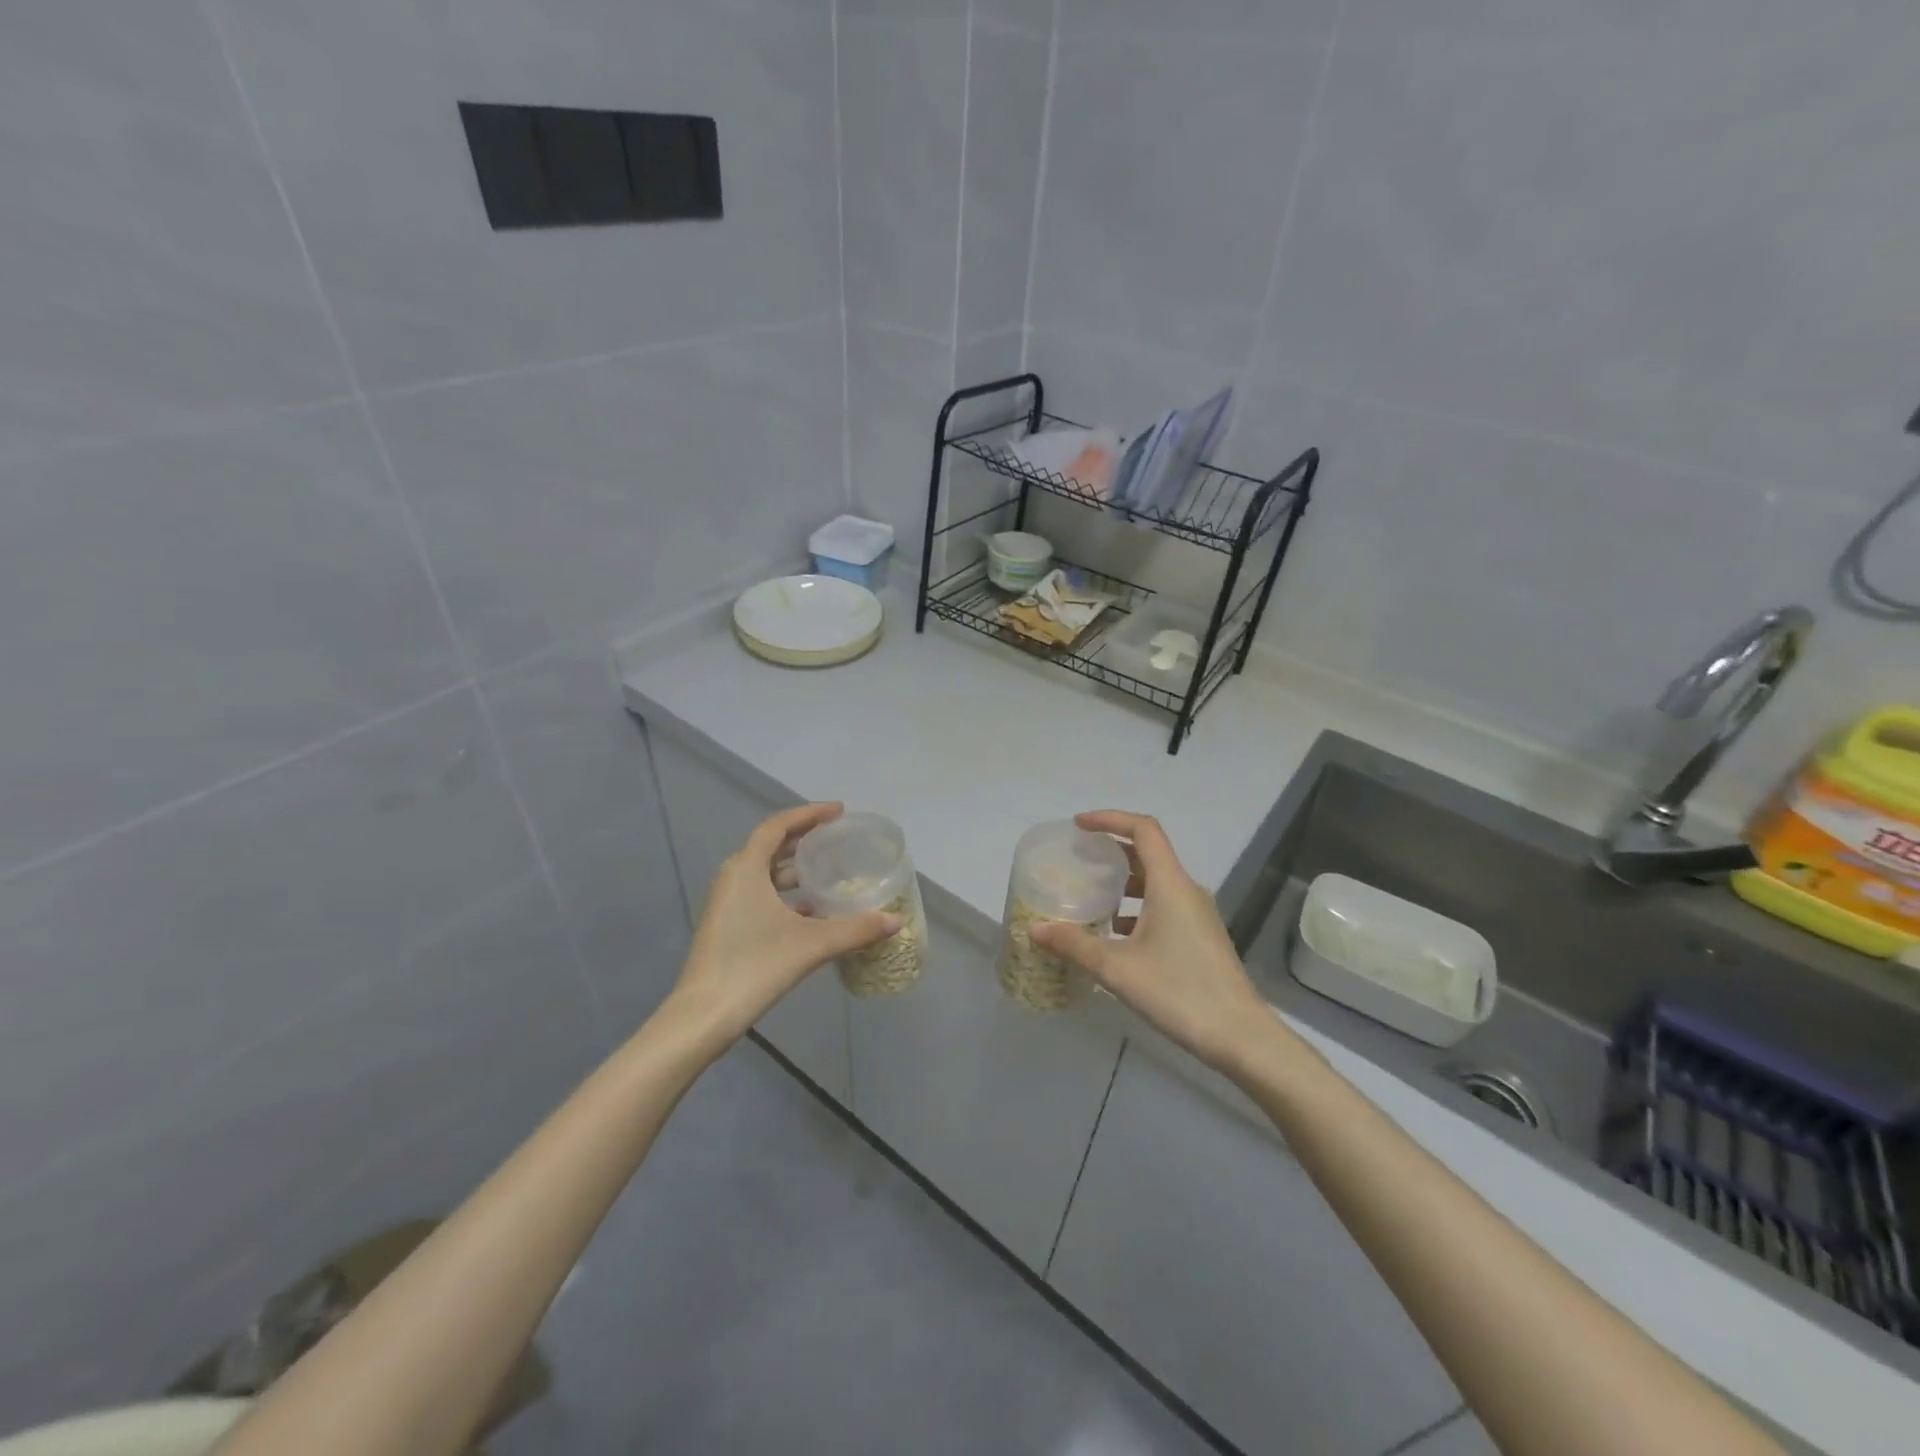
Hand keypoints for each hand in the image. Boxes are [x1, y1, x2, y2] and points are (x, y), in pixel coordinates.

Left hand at [670, 803, 897, 1044]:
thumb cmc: (755, 966)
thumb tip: (894, 921)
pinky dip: (785, 896)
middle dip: (804, 840)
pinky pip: (760, 896)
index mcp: (746, 868)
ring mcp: (727, 903)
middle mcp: (733, 878)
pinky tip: (812, 913)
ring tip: (829, 873)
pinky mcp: (727, 926)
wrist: (704, 1016)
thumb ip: (855, 930)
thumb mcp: (812, 944)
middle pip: (770, 846)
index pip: (777, 826)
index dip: (808, 814)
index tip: (838, 812)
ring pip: (765, 874)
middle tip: (837, 839)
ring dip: (795, 870)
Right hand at [1031, 811, 1274, 1073]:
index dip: (1110, 819)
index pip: (1143, 830)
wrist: (1240, 1036)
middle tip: (1078, 858)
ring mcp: (1197, 914)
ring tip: (1090, 895)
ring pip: (1156, 882)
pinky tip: (1114, 933)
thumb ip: (1075, 945)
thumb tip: (1035, 929)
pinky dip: (1136, 906)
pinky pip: (1163, 905)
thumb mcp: (1117, 968)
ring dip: (1123, 881)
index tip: (1079, 825)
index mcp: (1170, 884)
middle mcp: (1187, 891)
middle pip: (1148, 853)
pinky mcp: (1200, 937)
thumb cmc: (1179, 992)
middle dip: (1111, 849)